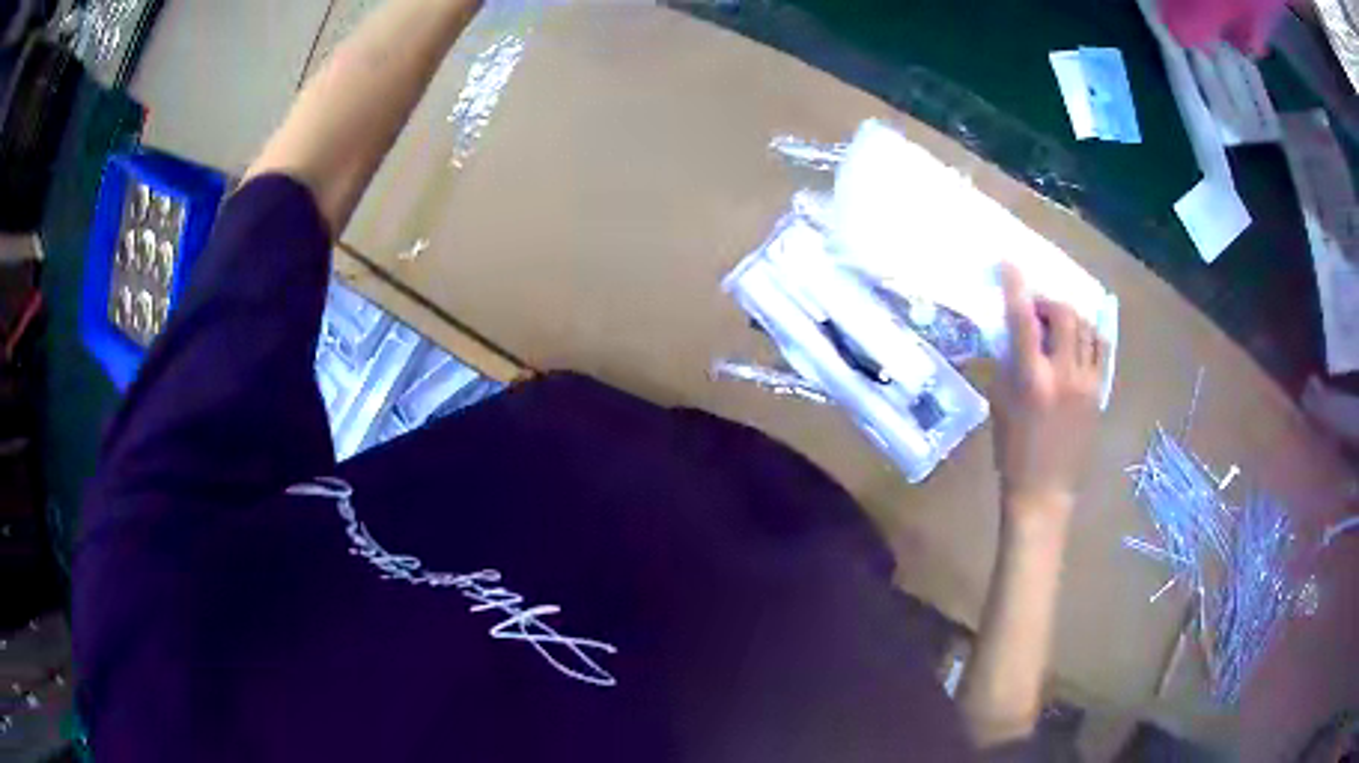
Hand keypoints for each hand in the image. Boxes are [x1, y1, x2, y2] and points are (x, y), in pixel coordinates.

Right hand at [992, 264, 1104, 522]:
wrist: (1044, 491)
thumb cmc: (1012, 451)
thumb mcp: (999, 404)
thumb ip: (1009, 363)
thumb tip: (1013, 333)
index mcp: (1031, 379)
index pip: (1023, 318)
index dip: (1016, 286)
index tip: (1010, 263)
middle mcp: (1063, 374)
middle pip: (1064, 314)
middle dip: (1048, 302)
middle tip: (1036, 310)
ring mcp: (1087, 383)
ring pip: (1086, 328)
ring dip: (1069, 317)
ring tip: (1056, 326)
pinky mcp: (1100, 393)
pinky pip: (1101, 349)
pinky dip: (1090, 335)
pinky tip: (1078, 340)